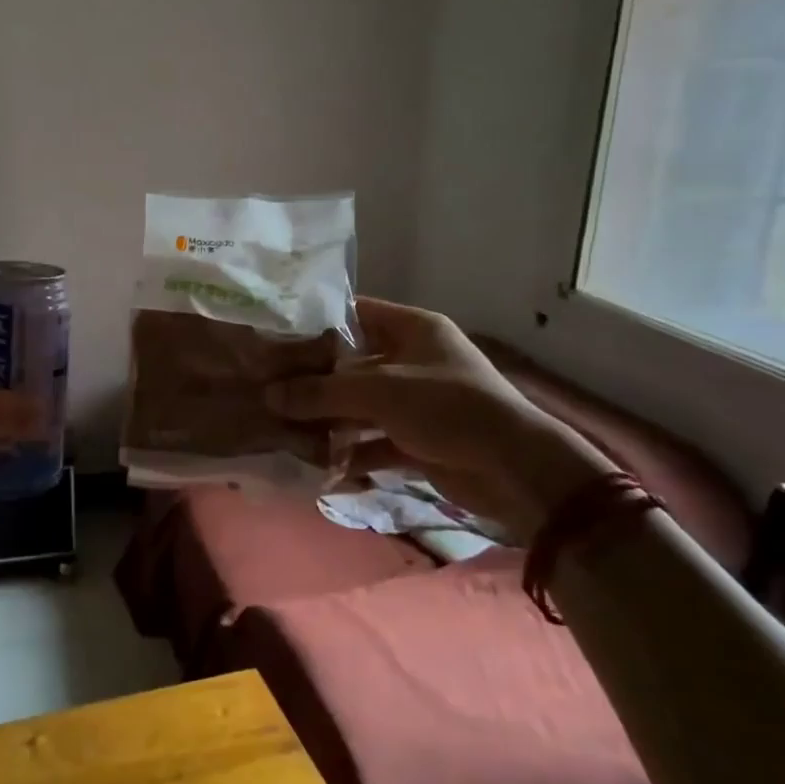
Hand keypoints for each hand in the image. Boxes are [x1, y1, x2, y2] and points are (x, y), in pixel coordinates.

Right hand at [265, 296, 612, 542]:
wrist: (515, 470)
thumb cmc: (448, 408)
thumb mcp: (379, 392)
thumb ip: (322, 392)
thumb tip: (269, 395)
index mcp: (413, 329)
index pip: (355, 313)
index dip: (316, 323)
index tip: (276, 337)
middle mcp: (413, 360)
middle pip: (352, 364)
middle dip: (314, 380)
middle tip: (269, 387)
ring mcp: (416, 402)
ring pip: (360, 406)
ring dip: (328, 420)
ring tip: (284, 428)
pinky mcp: (418, 441)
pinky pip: (373, 441)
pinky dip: (350, 453)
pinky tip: (317, 464)